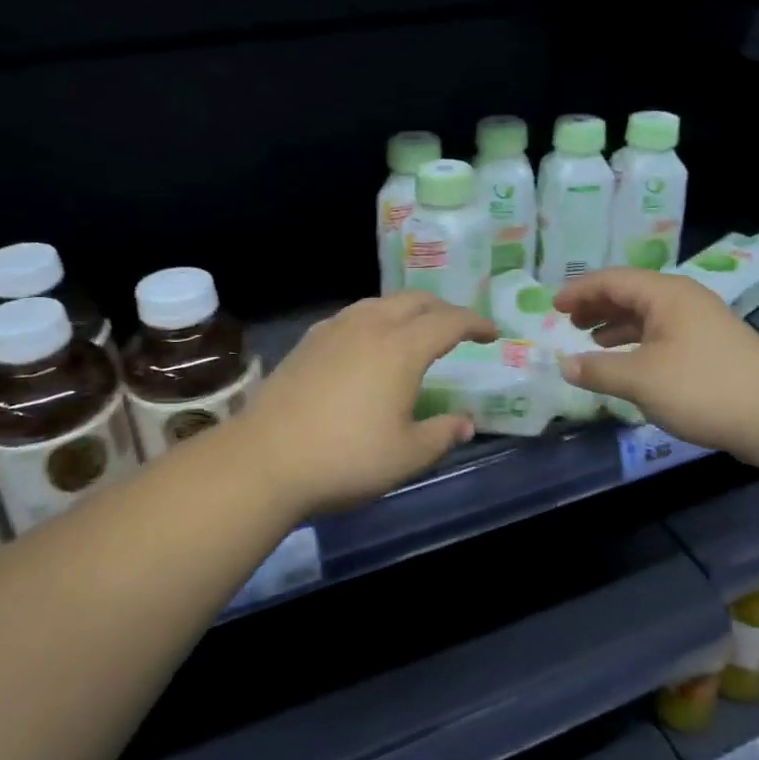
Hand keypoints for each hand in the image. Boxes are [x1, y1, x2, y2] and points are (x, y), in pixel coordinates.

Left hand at [238, 292, 497, 516]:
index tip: (492, 333)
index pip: (449, 321)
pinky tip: (369, 343)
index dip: (475, 323)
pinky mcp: (308, 342)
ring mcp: (334, 330)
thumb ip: (442, 434)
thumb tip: (465, 423)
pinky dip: (376, 319)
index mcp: (401, 348)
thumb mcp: (406, 456)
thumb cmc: (346, 458)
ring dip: (407, 310)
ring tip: (416, 330)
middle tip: (459, 328)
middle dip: (443, 309)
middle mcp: (370, 326)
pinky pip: (353, 316)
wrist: (265, 459)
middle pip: (415, 301)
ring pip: (380, 303)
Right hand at [554, 268, 758, 455]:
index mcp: (665, 295)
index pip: (612, 280)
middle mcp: (683, 300)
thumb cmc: (703, 388)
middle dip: (597, 305)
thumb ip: (598, 370)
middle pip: (630, 292)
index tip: (553, 306)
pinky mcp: (711, 347)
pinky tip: (628, 362)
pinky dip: (637, 342)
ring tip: (591, 339)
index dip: (579, 291)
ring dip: (616, 324)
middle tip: (569, 321)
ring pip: (648, 314)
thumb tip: (564, 364)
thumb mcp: (641, 380)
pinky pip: (662, 333)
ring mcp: (701, 323)